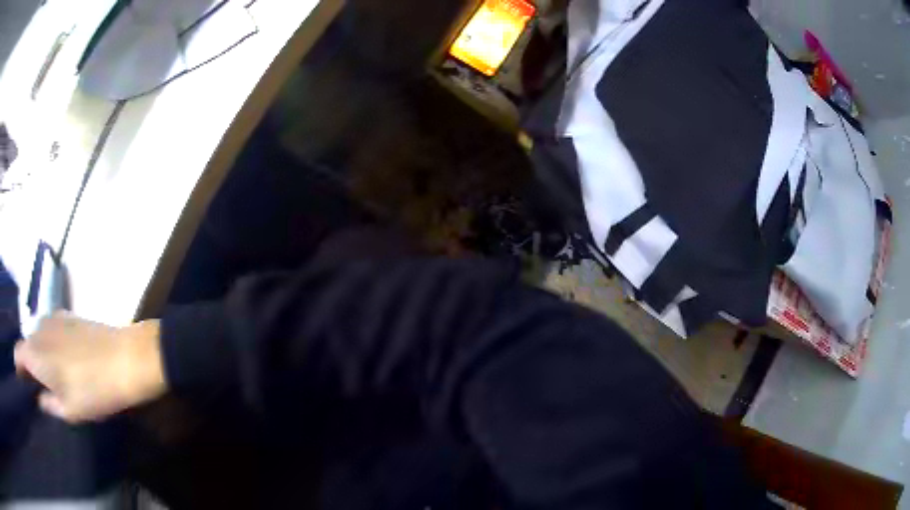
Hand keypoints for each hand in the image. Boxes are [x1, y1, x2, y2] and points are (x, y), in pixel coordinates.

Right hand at [14, 313, 166, 422]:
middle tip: (41, 388)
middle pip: (27, 345)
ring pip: (39, 337)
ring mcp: (54, 317)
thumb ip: (48, 404)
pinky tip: (66, 363)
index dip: (20, 371)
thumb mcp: (68, 410)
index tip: (27, 388)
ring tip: (55, 378)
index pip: (18, 354)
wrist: (126, 358)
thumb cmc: (93, 390)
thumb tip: (39, 399)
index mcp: (35, 352)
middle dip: (30, 365)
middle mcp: (39, 328)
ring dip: (41, 355)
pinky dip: (52, 345)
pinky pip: (52, 331)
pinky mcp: (68, 314)